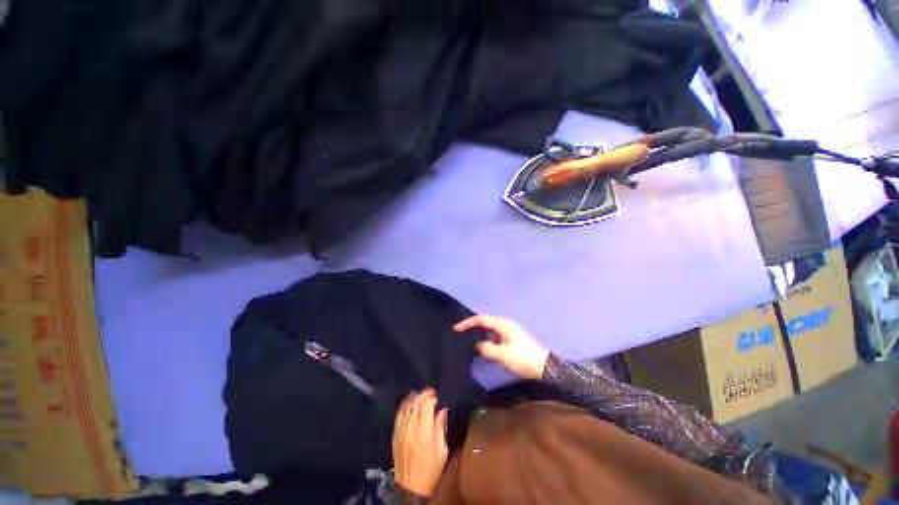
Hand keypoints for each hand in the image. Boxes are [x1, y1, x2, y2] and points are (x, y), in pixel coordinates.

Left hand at [392, 390, 448, 496]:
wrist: (410, 488)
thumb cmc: (430, 470)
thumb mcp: (442, 451)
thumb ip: (441, 428)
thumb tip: (442, 410)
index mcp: (424, 434)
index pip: (426, 405)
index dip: (431, 397)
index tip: (437, 396)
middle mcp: (410, 429)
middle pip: (415, 403)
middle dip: (424, 394)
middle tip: (431, 392)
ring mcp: (401, 431)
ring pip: (406, 406)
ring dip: (414, 397)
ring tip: (421, 395)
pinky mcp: (395, 434)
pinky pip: (399, 414)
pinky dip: (405, 405)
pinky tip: (410, 402)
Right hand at [454, 315, 548, 379]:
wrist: (544, 367)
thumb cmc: (523, 358)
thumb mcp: (502, 355)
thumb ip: (486, 348)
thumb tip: (475, 345)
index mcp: (503, 325)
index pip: (481, 319)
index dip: (468, 323)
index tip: (456, 329)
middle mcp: (505, 325)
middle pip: (485, 322)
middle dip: (472, 326)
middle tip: (460, 333)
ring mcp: (509, 331)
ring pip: (490, 329)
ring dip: (479, 333)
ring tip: (468, 340)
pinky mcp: (511, 339)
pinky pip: (494, 335)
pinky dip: (486, 339)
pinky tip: (482, 347)